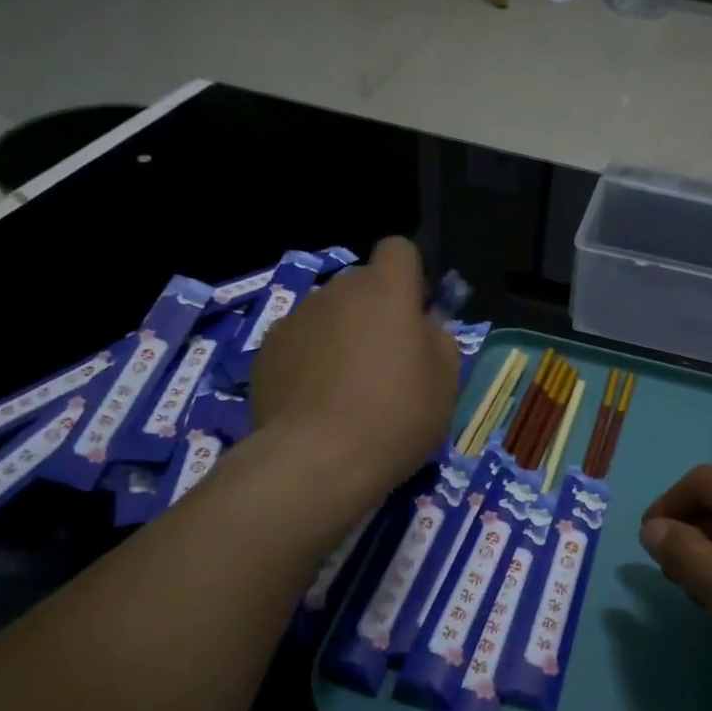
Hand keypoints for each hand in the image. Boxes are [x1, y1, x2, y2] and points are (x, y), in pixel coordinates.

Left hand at [251, 238, 458, 498]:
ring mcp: (295, 319)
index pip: (399, 249)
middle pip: (361, 286)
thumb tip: (426, 325)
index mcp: (386, 290)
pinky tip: (315, 403)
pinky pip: (299, 343)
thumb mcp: (445, 384)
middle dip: (375, 311)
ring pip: (328, 315)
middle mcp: (336, 292)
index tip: (416, 313)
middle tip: (386, 363)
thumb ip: (440, 340)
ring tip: (346, 390)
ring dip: (340, 336)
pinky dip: (309, 361)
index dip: (410, 275)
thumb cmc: (395, 417)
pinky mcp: (266, 351)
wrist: (316, 461)